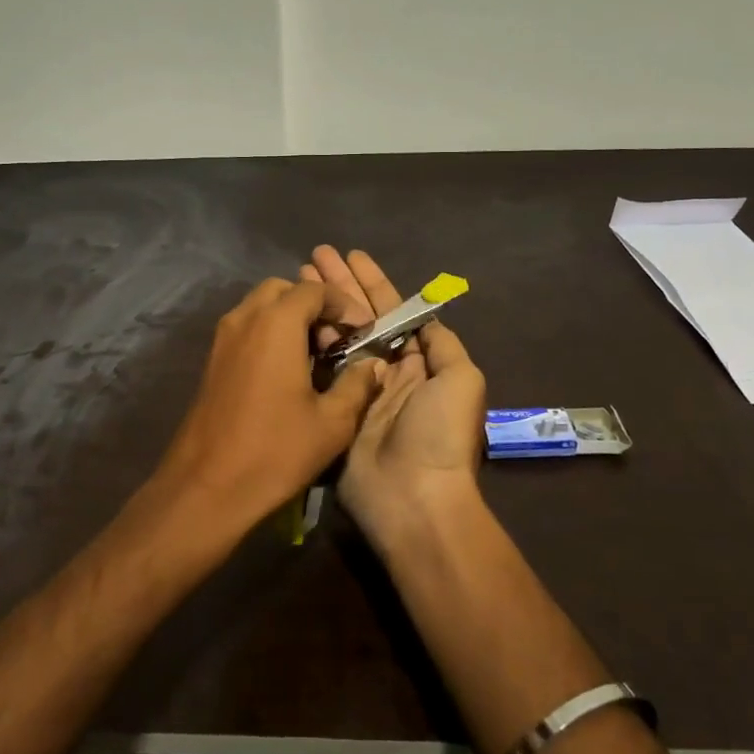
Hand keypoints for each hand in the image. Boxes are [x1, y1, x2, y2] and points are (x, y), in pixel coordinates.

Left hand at [156, 277, 385, 536]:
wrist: (207, 486)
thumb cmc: (275, 451)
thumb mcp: (332, 422)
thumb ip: (357, 384)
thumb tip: (372, 364)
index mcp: (276, 323)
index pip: (314, 289)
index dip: (343, 305)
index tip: (361, 332)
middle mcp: (245, 318)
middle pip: (283, 290)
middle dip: (313, 306)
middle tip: (334, 341)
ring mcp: (222, 338)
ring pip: (260, 306)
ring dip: (289, 318)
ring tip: (314, 357)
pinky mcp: (211, 359)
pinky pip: (245, 327)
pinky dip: (269, 333)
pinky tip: (286, 372)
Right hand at [302, 249, 488, 547]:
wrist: (412, 498)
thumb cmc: (439, 433)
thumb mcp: (462, 379)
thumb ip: (442, 344)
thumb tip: (424, 318)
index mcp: (420, 362)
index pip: (395, 310)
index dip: (373, 281)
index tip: (351, 255)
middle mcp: (387, 370)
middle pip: (362, 316)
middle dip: (340, 285)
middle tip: (315, 256)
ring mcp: (357, 389)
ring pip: (338, 336)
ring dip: (320, 306)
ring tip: (297, 278)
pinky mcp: (333, 409)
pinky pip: (321, 368)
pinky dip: (309, 342)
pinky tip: (292, 319)